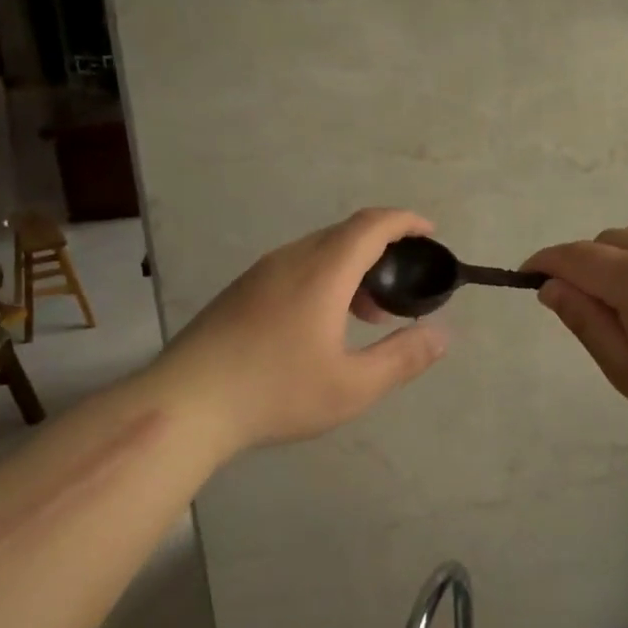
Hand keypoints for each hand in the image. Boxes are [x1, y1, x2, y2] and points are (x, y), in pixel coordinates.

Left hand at [156, 208, 447, 453]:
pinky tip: (322, 325)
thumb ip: (403, 358)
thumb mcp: (352, 386)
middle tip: (401, 289)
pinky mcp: (240, 292)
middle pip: (345, 234)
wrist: (185, 405)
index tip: (429, 234)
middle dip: (382, 251)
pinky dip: (324, 280)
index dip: (405, 222)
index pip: (371, 225)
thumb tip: (442, 335)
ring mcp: (259, 274)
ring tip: (367, 315)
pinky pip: (295, 268)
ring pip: (318, 252)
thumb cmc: (275, 392)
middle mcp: (290, 260)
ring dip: (352, 270)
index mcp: (322, 271)